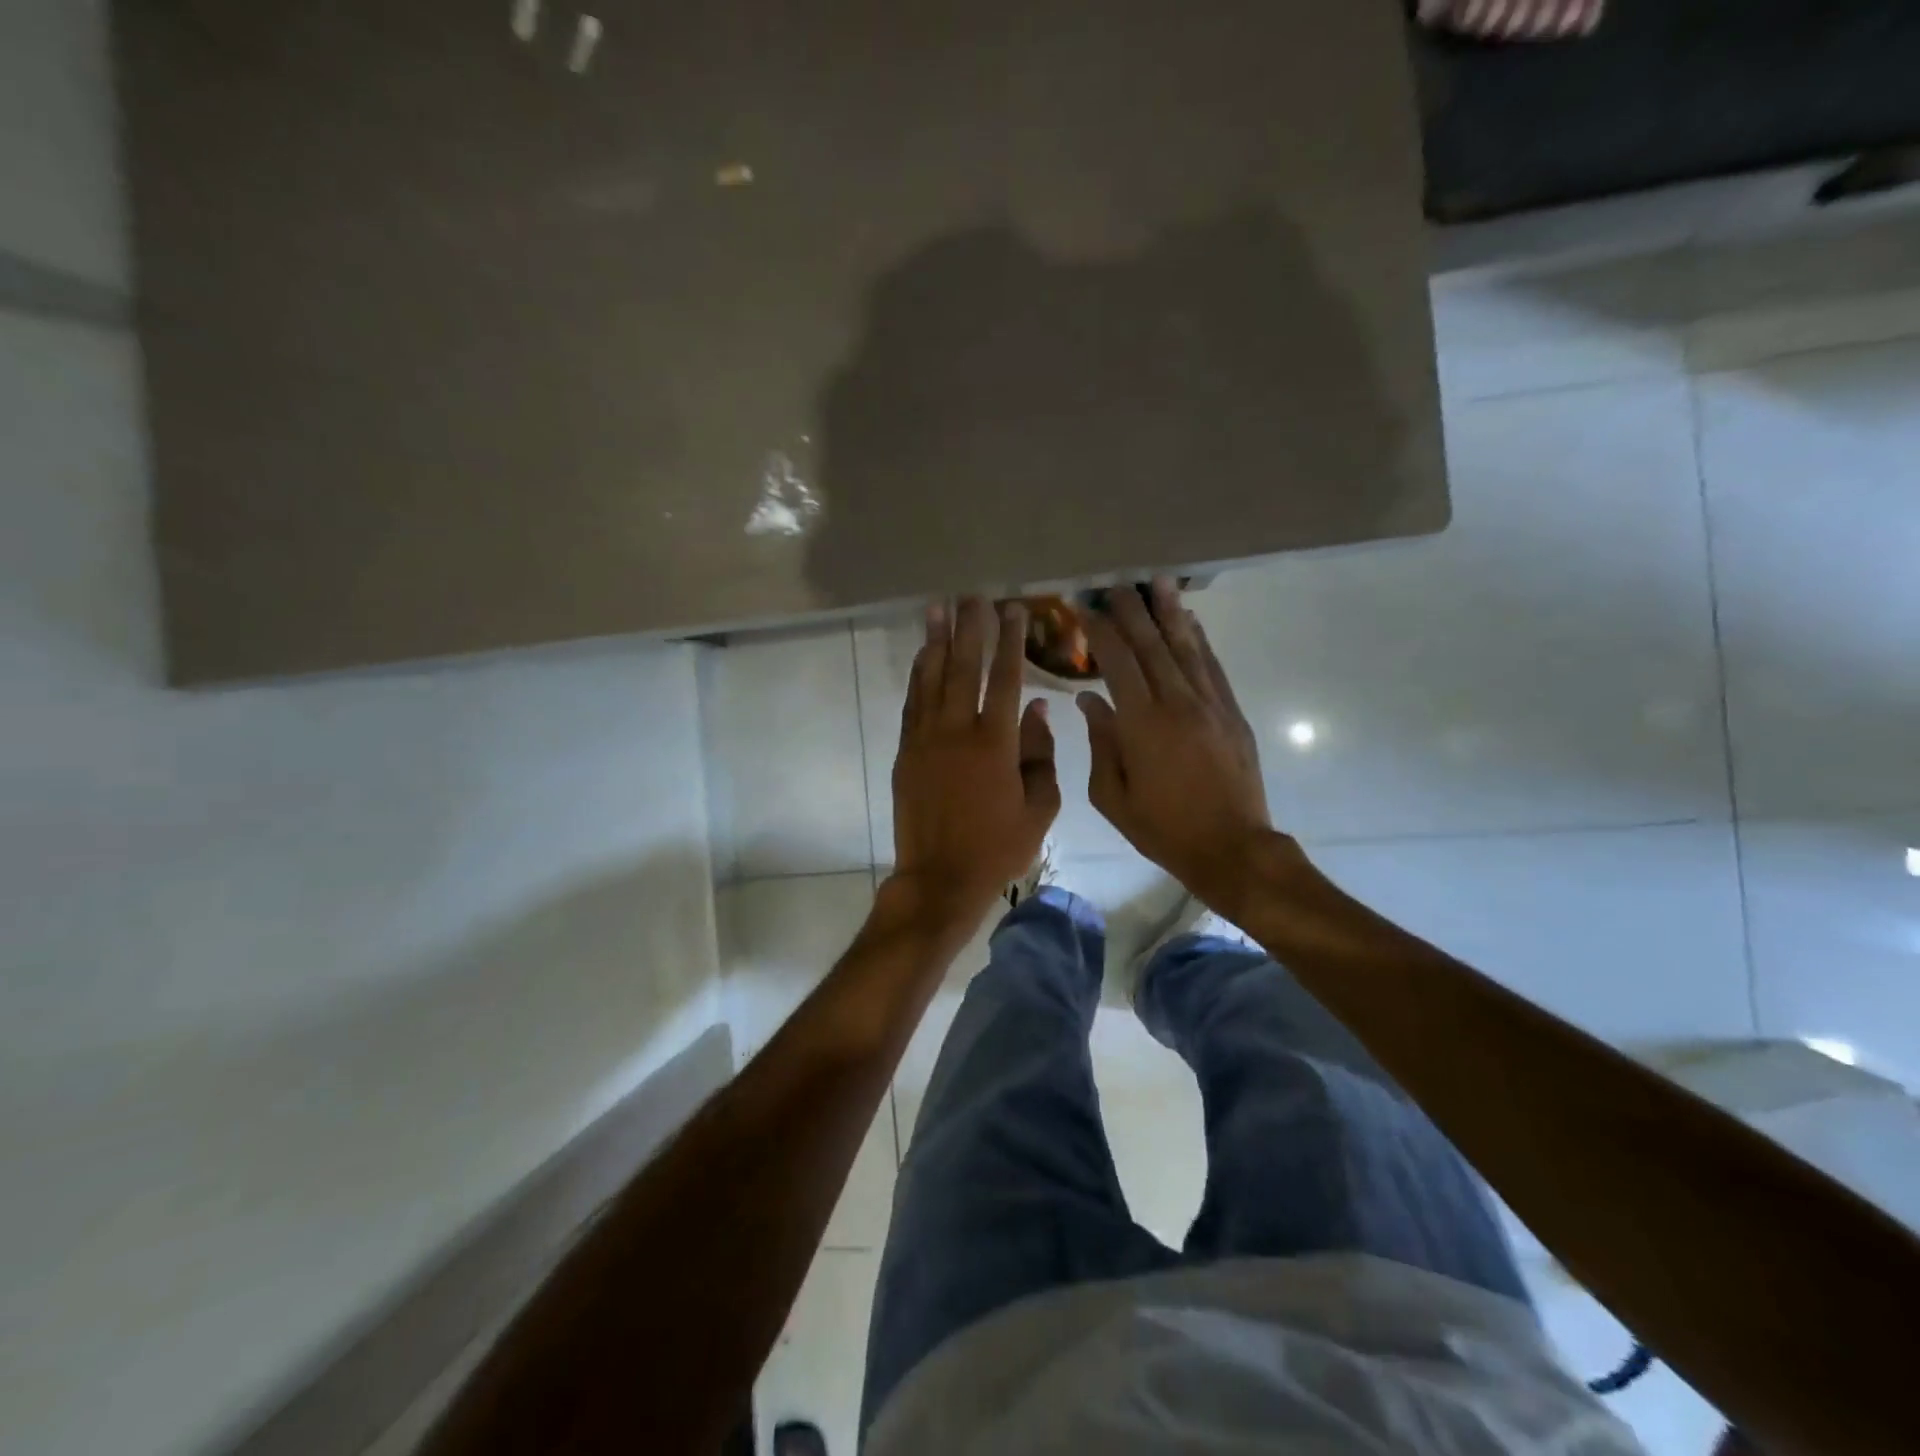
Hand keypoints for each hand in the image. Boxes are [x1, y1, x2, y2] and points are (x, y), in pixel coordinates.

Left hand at [890, 597, 1060, 923]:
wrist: (940, 877)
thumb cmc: (998, 848)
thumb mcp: (1039, 808)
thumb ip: (1041, 755)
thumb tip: (1039, 709)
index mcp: (996, 743)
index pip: (1005, 678)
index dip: (1009, 641)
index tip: (1013, 610)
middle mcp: (958, 731)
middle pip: (964, 667)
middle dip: (970, 628)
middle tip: (972, 596)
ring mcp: (926, 739)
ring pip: (931, 679)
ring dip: (935, 641)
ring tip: (938, 609)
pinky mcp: (906, 752)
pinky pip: (912, 704)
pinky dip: (917, 676)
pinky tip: (922, 656)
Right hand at [1077, 578, 1285, 916]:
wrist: (1232, 848)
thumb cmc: (1162, 829)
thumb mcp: (1112, 796)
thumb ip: (1101, 743)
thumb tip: (1090, 699)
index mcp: (1142, 724)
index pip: (1118, 663)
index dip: (1101, 632)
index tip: (1086, 609)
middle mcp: (1177, 703)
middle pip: (1153, 645)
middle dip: (1133, 612)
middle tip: (1117, 585)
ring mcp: (1210, 705)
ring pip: (1187, 648)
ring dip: (1171, 613)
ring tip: (1158, 583)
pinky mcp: (1232, 714)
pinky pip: (1213, 667)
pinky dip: (1200, 641)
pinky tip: (1190, 622)